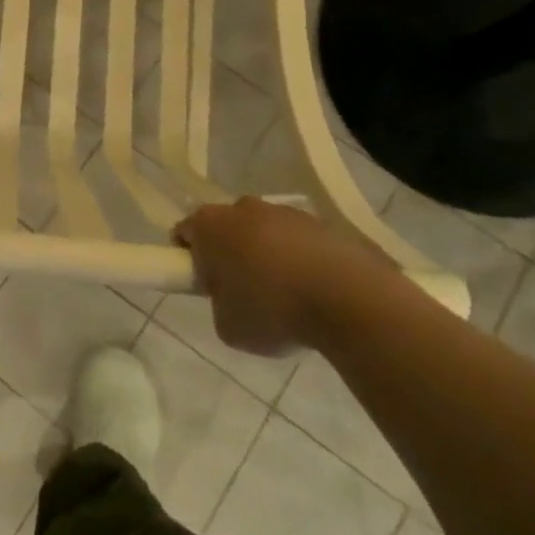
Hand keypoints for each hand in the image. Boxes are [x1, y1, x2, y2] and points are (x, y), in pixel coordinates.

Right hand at [173, 197, 388, 355]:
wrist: (349, 300)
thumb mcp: (228, 326)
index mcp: (210, 226)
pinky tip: (315, 291)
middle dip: (229, 252)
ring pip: (264, 231)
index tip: (203, 283)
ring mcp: (285, 212)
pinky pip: (300, 241)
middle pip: (226, 226)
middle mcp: (243, 208)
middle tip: (241, 291)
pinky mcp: (323, 223)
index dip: (188, 257)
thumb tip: (232, 298)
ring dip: (267, 254)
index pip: (185, 232)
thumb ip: (220, 305)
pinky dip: (301, 259)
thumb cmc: (273, 311)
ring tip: (286, 295)